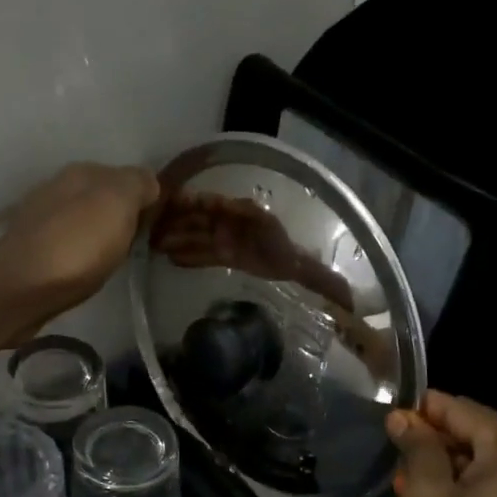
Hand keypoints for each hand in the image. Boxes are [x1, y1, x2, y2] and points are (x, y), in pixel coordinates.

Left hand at [0, 162, 161, 316]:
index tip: (166, 225)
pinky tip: (89, 271)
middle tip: (145, 245)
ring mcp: (42, 221)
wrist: (21, 288)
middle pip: (105, 199)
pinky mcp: (32, 253)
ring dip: (103, 237)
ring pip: (86, 223)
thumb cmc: (77, 244)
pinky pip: (70, 247)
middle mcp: (59, 189)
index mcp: (83, 172)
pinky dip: (84, 255)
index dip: (149, 198)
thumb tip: (149, 183)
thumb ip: (138, 184)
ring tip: (119, 261)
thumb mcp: (119, 202)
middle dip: (125, 217)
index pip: (128, 176)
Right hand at [151, 194, 355, 311]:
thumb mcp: (305, 268)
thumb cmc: (296, 264)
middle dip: (181, 222)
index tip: (184, 204)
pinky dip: (188, 255)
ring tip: (154, 244)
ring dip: (178, 238)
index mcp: (251, 217)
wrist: (292, 271)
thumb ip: (317, 278)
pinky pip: (202, 253)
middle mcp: (236, 223)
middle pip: (205, 220)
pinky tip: (170, 259)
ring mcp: (227, 237)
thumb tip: (341, 292)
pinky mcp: (222, 253)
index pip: (224, 207)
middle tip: (156, 227)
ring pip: (199, 235)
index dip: (203, 204)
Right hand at [386, 391, 496, 496]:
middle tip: (398, 458)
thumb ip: (417, 448)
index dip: (424, 413)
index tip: (390, 418)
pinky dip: (476, 482)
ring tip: (411, 480)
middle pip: (482, 432)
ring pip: (493, 456)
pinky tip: (440, 496)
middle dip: (439, 443)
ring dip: (454, 464)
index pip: (465, 412)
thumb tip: (402, 418)